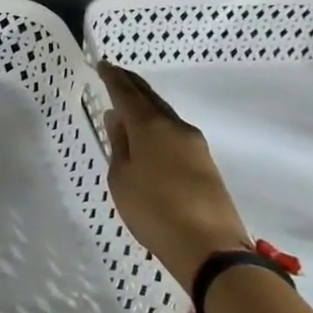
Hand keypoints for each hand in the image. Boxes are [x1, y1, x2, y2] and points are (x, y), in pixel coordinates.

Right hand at [100, 63, 250, 286]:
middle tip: (115, 74)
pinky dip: (157, 124)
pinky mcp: (205, 163)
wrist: (210, 248)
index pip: (127, 93)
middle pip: (150, 98)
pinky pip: (174, 131)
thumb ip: (118, 145)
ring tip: (128, 103)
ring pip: (164, 114)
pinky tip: (148, 133)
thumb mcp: (121, 179)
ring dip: (146, 105)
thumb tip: (117, 119)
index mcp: (150, 126)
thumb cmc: (154, 211)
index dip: (112, 78)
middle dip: (132, 84)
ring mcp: (194, 144)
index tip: (102, 64)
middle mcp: (175, 127)